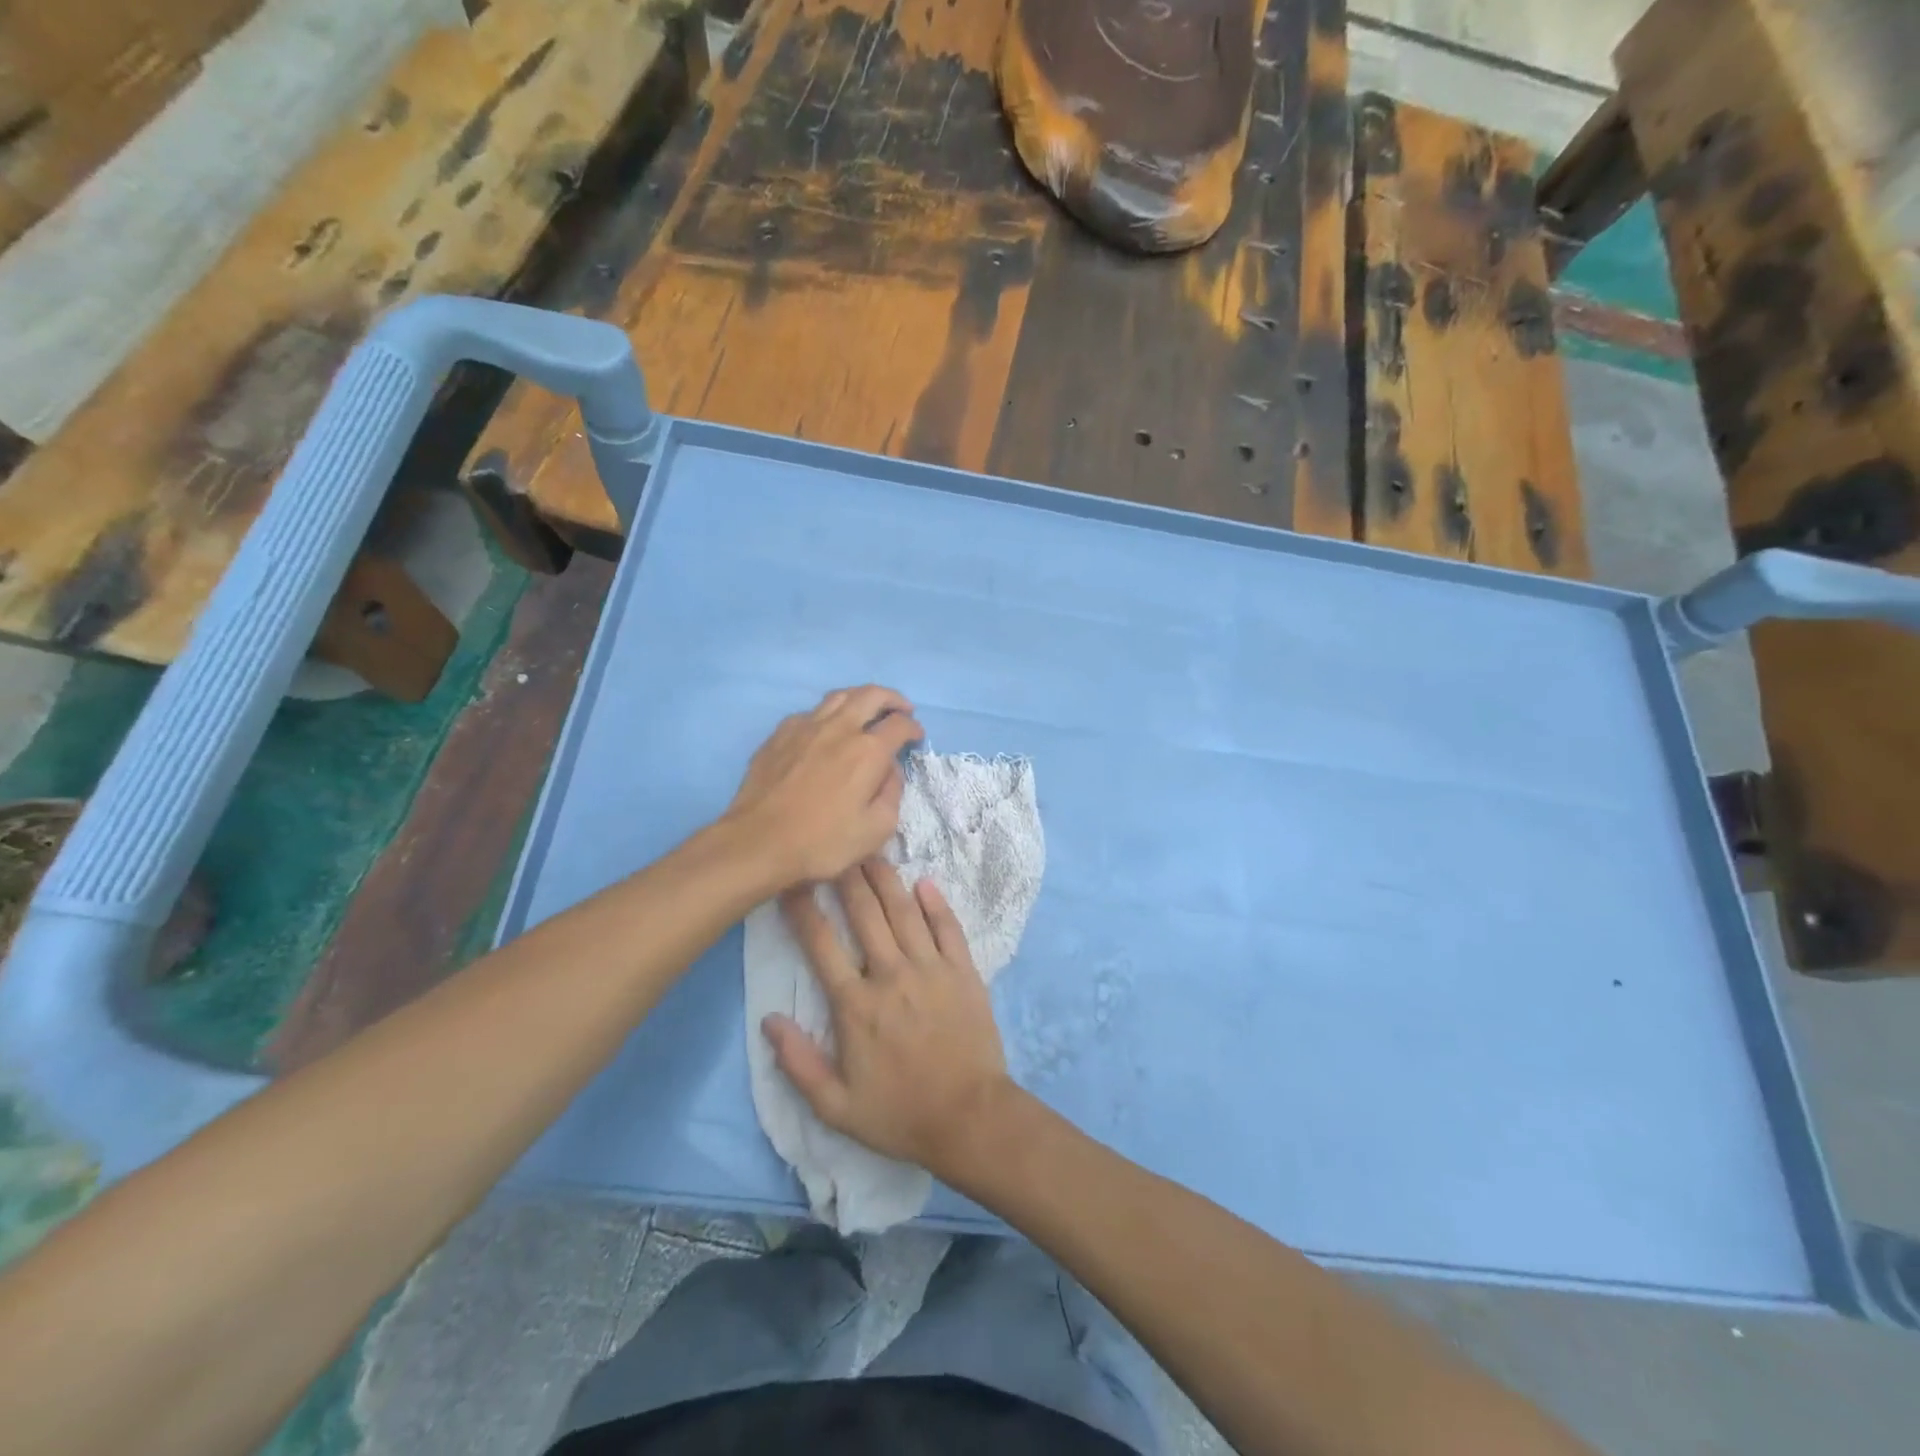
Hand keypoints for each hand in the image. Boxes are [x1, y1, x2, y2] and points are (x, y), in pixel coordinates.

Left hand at [726, 686, 923, 887]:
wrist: (758, 842)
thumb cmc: (822, 842)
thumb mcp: (876, 830)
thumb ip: (892, 794)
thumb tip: (890, 770)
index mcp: (868, 751)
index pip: (900, 724)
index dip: (914, 727)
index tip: (916, 736)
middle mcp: (839, 728)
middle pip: (871, 695)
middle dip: (893, 699)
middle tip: (901, 709)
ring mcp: (805, 726)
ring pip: (839, 696)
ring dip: (860, 698)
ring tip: (866, 710)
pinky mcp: (779, 734)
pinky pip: (810, 713)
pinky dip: (828, 715)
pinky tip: (826, 731)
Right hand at [763, 860, 1017, 1178]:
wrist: (970, 1119)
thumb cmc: (900, 1114)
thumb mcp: (836, 1106)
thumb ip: (798, 1063)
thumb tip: (767, 1020)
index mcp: (856, 1005)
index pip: (821, 946)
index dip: (803, 912)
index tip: (790, 885)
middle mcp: (891, 975)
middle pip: (864, 915)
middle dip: (846, 879)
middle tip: (835, 851)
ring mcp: (931, 969)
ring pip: (904, 912)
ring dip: (886, 880)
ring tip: (871, 853)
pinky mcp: (964, 972)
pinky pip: (948, 928)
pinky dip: (936, 903)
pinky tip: (925, 882)